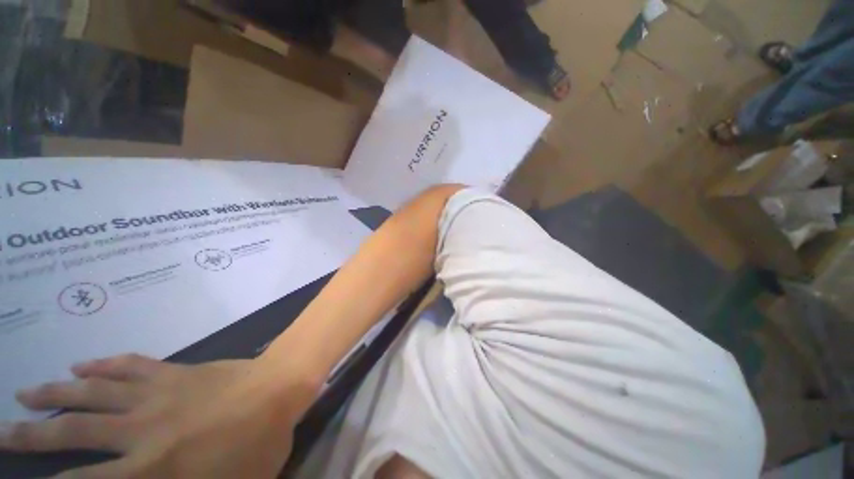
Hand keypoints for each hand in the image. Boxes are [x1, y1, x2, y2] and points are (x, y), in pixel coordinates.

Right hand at [0, 354, 316, 477]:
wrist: (280, 388)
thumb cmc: (258, 444)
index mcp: (153, 468)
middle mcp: (141, 430)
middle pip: (73, 431)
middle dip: (31, 433)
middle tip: (1, 430)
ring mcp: (155, 394)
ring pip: (91, 392)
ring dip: (54, 392)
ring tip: (25, 392)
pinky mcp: (173, 370)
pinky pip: (129, 365)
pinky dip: (101, 365)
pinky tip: (82, 365)